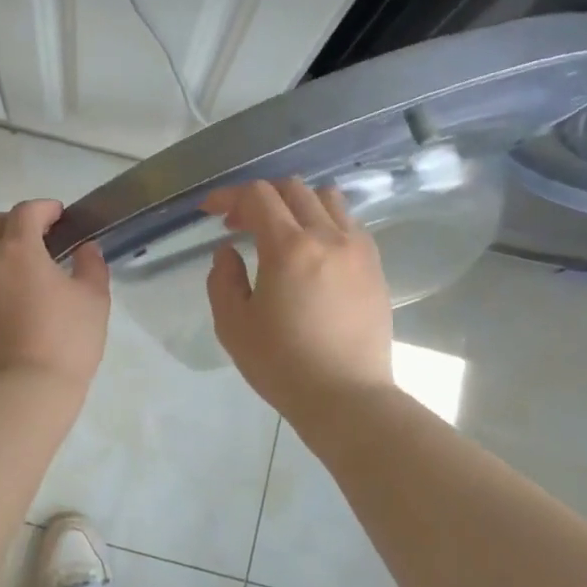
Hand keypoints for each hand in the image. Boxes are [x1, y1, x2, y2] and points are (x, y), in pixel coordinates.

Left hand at [0, 199, 109, 395]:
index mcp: (18, 250)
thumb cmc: (65, 342)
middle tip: (39, 238)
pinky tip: (10, 309)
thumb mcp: (93, 300)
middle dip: (14, 223)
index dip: (44, 208)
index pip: (25, 211)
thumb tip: (85, 249)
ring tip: (26, 277)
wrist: (21, 394)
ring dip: (0, 255)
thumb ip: (91, 265)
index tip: (59, 215)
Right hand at [204, 179, 393, 427]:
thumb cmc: (282, 364)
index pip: (257, 196)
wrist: (346, 398)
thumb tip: (228, 252)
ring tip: (280, 232)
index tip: (211, 211)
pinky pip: (349, 223)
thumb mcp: (233, 325)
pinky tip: (311, 252)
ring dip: (296, 204)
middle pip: (293, 189)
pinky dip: (324, 222)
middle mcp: (328, 237)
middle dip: (259, 198)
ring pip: (327, 199)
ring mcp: (358, 249)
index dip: (228, 196)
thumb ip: (222, 279)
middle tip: (240, 225)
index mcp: (289, 248)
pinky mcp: (375, 266)